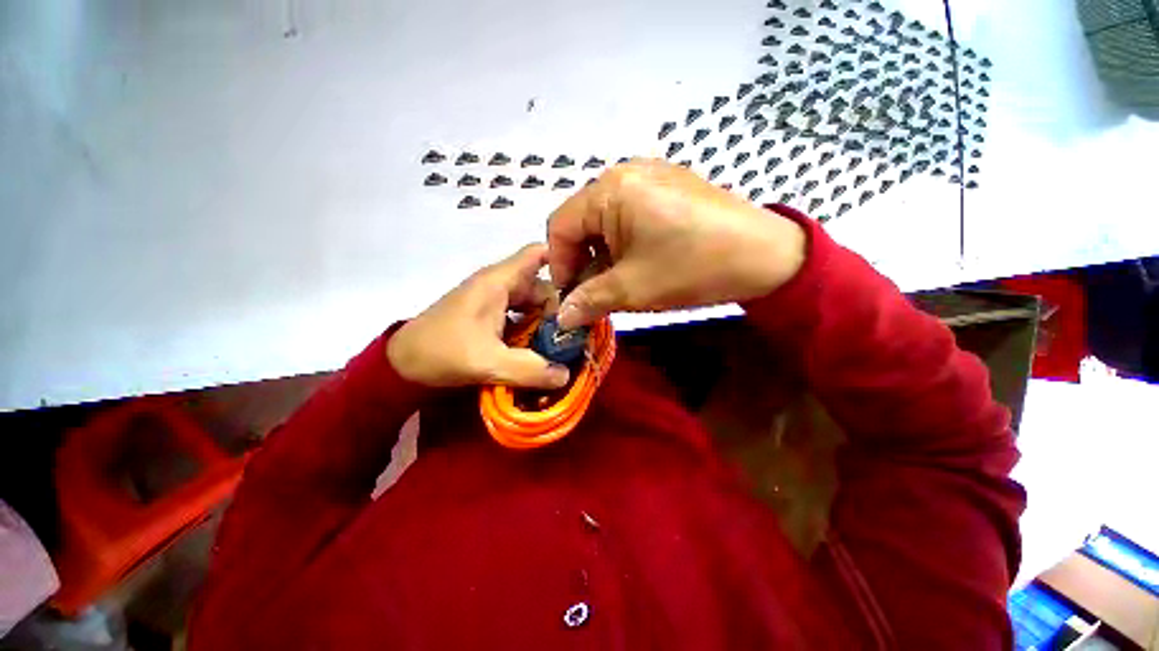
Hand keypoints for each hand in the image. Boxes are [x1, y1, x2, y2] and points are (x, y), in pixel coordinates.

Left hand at [387, 244, 569, 389]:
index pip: (538, 254)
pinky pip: (520, 315)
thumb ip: (529, 369)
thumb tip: (566, 375)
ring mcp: (493, 300)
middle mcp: (499, 284)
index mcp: (499, 282)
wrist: (400, 364)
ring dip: (546, 321)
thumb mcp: (487, 363)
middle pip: (542, 285)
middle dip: (561, 307)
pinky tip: (539, 347)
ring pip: (532, 302)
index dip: (564, 261)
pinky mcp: (489, 315)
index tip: (587, 284)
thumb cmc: (441, 352)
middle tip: (576, 333)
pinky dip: (532, 328)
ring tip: (561, 344)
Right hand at [546, 158, 806, 328]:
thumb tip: (561, 318)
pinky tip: (636, 261)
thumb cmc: (692, 268)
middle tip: (590, 293)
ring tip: (614, 281)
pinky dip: (622, 240)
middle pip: (582, 220)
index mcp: (610, 189)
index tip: (568, 296)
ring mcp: (650, 175)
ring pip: (605, 218)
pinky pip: (629, 212)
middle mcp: (625, 172)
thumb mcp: (632, 289)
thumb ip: (589, 301)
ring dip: (601, 253)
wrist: (767, 255)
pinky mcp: (669, 185)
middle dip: (581, 260)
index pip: (560, 225)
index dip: (558, 264)